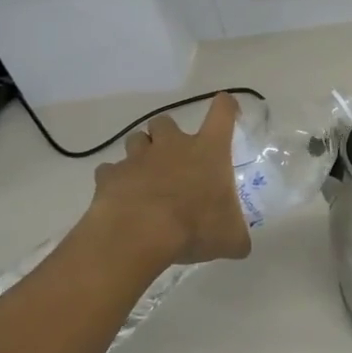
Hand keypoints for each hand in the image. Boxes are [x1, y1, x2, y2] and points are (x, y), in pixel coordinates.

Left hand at [86, 94, 252, 265]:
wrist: (140, 233)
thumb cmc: (194, 226)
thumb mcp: (229, 238)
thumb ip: (237, 237)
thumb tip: (241, 246)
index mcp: (208, 150)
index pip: (222, 112)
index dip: (226, 106)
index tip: (227, 108)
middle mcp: (173, 145)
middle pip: (166, 121)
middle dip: (167, 134)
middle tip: (173, 157)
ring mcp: (138, 158)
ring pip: (136, 139)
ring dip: (141, 153)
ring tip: (145, 176)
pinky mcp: (110, 175)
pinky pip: (110, 170)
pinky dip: (115, 179)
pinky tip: (121, 197)